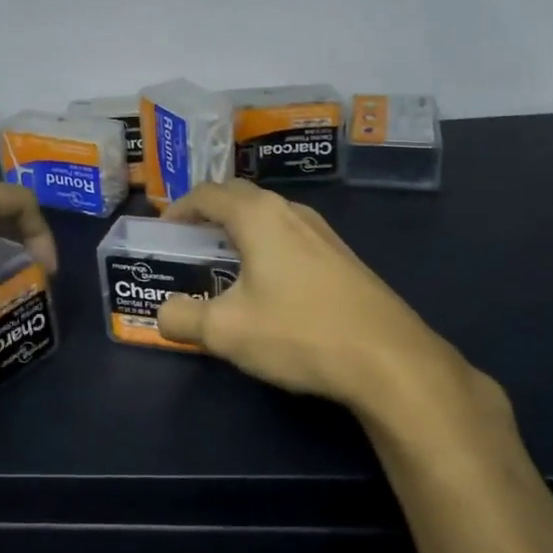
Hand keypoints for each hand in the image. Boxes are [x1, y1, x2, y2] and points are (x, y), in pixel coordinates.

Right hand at [155, 181, 510, 447]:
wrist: (389, 359)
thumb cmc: (298, 332)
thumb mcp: (225, 332)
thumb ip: (182, 319)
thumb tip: (163, 314)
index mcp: (258, 216)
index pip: (206, 194)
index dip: (178, 209)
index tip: (163, 232)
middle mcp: (290, 211)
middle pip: (238, 196)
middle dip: (208, 212)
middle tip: (189, 242)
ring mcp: (322, 231)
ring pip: (268, 214)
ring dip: (239, 228)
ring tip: (223, 261)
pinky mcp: (342, 255)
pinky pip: (290, 234)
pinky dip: (266, 243)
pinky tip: (267, 282)